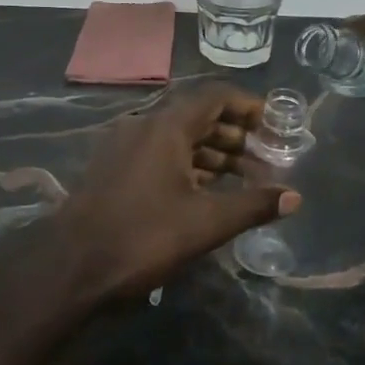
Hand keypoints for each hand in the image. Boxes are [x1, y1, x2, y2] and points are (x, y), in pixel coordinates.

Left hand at [48, 83, 300, 303]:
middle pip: (197, 115)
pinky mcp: (113, 169)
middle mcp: (144, 126)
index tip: (273, 126)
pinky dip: (188, 164)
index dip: (248, 106)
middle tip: (264, 157)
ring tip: (243, 178)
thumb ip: (253, 205)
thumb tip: (294, 197)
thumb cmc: (143, 236)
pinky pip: (159, 154)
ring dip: (212, 152)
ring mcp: (124, 146)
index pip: (215, 96)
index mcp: (166, 126)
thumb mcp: (205, 223)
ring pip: (178, 137)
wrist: (70, 268)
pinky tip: (205, 191)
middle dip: (235, 134)